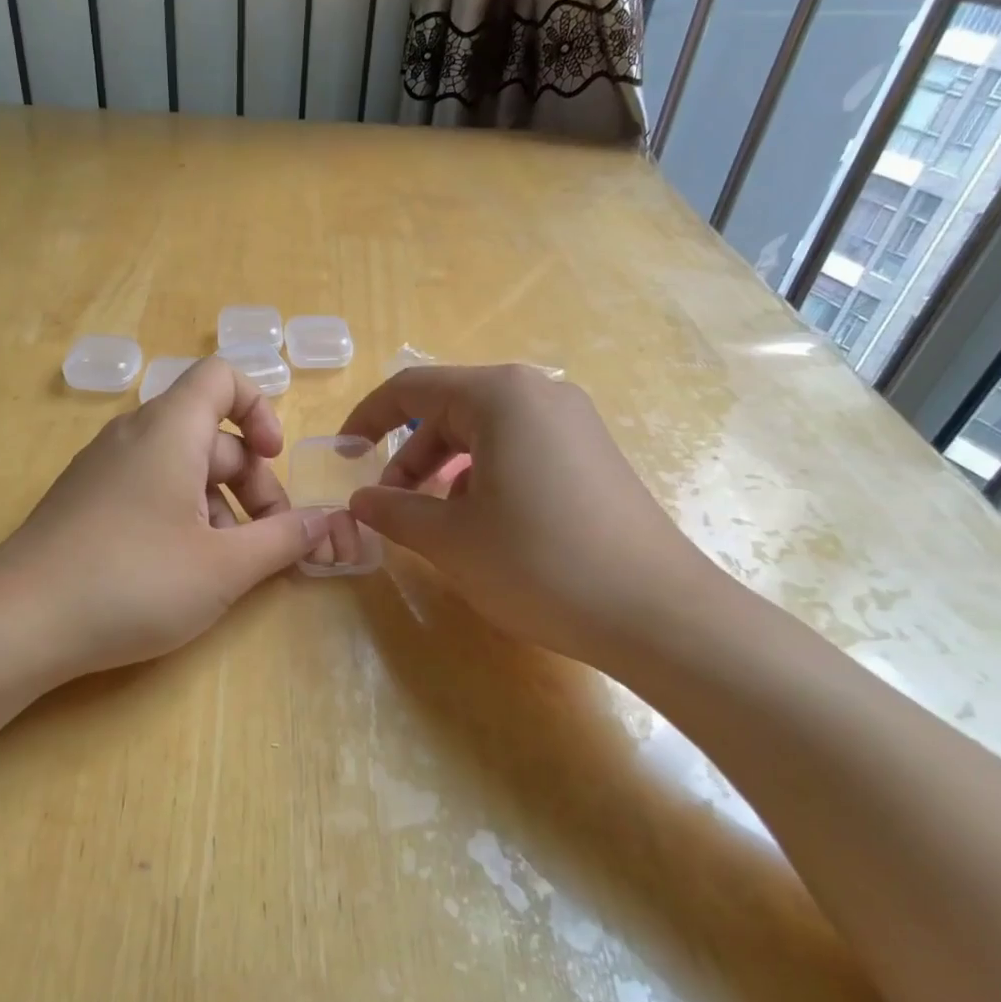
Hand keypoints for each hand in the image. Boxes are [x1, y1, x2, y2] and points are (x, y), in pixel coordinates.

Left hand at [0, 357, 330, 681]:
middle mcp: (133, 436)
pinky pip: (149, 491)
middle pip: (212, 435)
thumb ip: (284, 540)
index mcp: (169, 431)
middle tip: (269, 543)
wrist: (17, 624)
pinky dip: (182, 518)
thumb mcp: (224, 567)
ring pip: (182, 469)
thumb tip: (328, 523)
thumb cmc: (133, 582)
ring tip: (229, 567)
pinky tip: (184, 572)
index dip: (260, 409)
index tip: (275, 461)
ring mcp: (103, 471)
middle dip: (253, 484)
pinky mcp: (85, 504)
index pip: (222, 377)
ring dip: (221, 508)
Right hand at [340, 365, 729, 664]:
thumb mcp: (450, 540)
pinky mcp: (593, 454)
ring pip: (485, 432)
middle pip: (450, 409)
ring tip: (440, 523)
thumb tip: (360, 500)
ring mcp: (573, 422)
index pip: (411, 389)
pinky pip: (520, 449)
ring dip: (447, 471)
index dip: (367, 419)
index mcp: (499, 396)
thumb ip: (394, 510)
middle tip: (393, 507)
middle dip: (410, 456)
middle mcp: (540, 392)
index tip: (343, 456)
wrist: (657, 612)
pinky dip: (486, 477)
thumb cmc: (539, 564)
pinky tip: (490, 527)